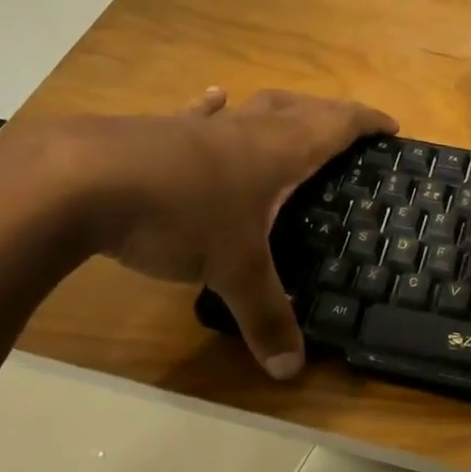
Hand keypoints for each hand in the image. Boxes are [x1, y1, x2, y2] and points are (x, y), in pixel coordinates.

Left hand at [15, 89, 395, 378]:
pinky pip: (199, 116)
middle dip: (330, 113)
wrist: (80, 180)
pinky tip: (213, 99)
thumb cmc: (178, 216)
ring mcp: (200, 128)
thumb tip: (291, 372)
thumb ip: (265, 318)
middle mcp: (245, 130)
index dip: (366, 122)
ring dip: (279, 109)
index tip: (390, 126)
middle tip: (349, 127)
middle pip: (299, 108)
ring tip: (292, 114)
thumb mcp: (231, 271)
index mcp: (278, 152)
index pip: (336, 125)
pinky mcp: (159, 132)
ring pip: (252, 108)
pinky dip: (213, 109)